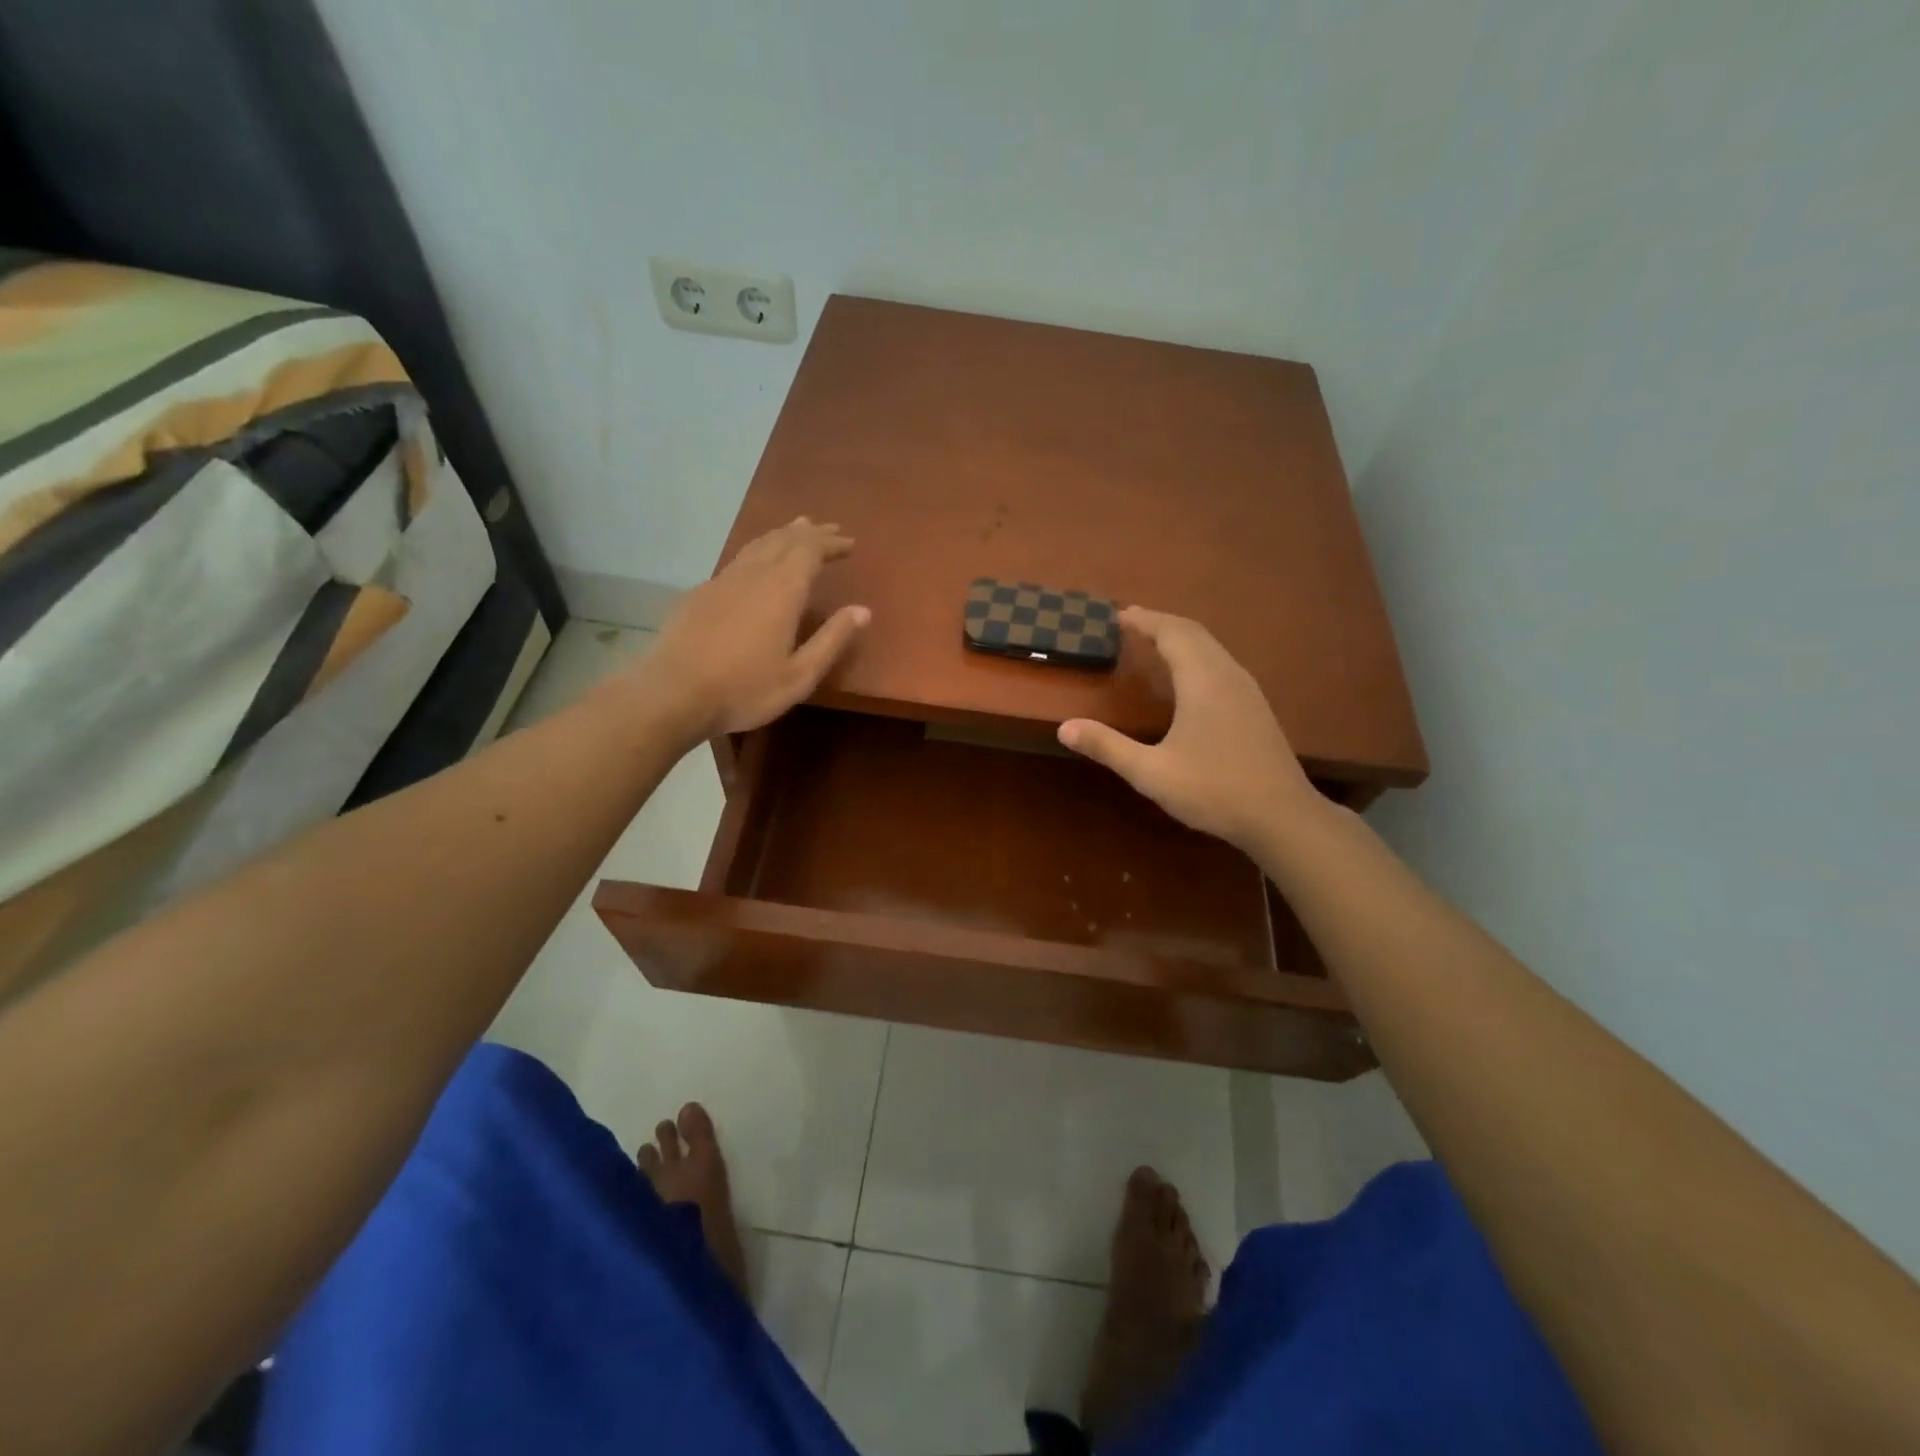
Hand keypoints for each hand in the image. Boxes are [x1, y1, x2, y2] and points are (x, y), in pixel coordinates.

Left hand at [630, 517, 868, 739]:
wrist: (673, 693)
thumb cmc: (744, 689)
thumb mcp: (800, 675)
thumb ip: (831, 640)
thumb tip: (862, 611)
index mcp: (781, 590)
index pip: (810, 550)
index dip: (830, 543)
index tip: (848, 542)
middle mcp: (753, 574)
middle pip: (784, 539)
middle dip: (810, 533)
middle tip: (829, 530)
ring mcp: (722, 580)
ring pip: (757, 544)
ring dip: (781, 535)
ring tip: (796, 529)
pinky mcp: (699, 593)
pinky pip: (737, 560)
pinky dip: (757, 552)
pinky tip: (756, 564)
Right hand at [1057, 607, 1319, 853]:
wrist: (1283, 817)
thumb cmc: (1214, 790)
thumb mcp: (1152, 773)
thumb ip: (1108, 747)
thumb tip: (1065, 728)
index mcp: (1203, 681)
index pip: (1172, 633)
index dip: (1144, 620)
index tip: (1116, 615)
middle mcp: (1227, 674)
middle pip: (1193, 633)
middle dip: (1160, 623)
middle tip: (1129, 624)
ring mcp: (1247, 690)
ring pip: (1211, 647)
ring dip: (1180, 637)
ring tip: (1152, 642)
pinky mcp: (1255, 707)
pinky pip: (1220, 663)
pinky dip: (1196, 654)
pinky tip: (1187, 677)